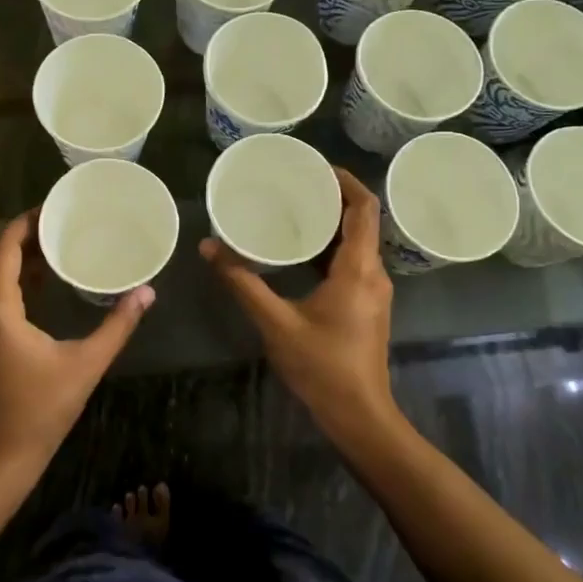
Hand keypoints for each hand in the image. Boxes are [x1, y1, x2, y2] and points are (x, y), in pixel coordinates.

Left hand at [0, 211, 152, 483]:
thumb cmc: (40, 410)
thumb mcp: (85, 364)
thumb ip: (117, 325)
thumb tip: (147, 292)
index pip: (4, 247)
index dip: (26, 222)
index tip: (54, 208)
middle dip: (26, 237)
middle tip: (62, 224)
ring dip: (17, 259)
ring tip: (55, 247)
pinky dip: (10, 281)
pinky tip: (40, 285)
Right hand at [199, 167, 397, 438]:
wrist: (358, 415)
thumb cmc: (321, 366)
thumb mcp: (275, 322)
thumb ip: (242, 282)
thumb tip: (209, 246)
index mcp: (358, 268)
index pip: (364, 208)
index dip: (345, 180)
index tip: (316, 166)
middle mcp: (374, 273)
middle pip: (362, 221)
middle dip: (332, 198)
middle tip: (295, 184)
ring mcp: (374, 291)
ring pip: (357, 243)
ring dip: (331, 224)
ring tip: (294, 210)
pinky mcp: (367, 306)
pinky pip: (352, 263)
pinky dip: (330, 248)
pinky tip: (300, 252)